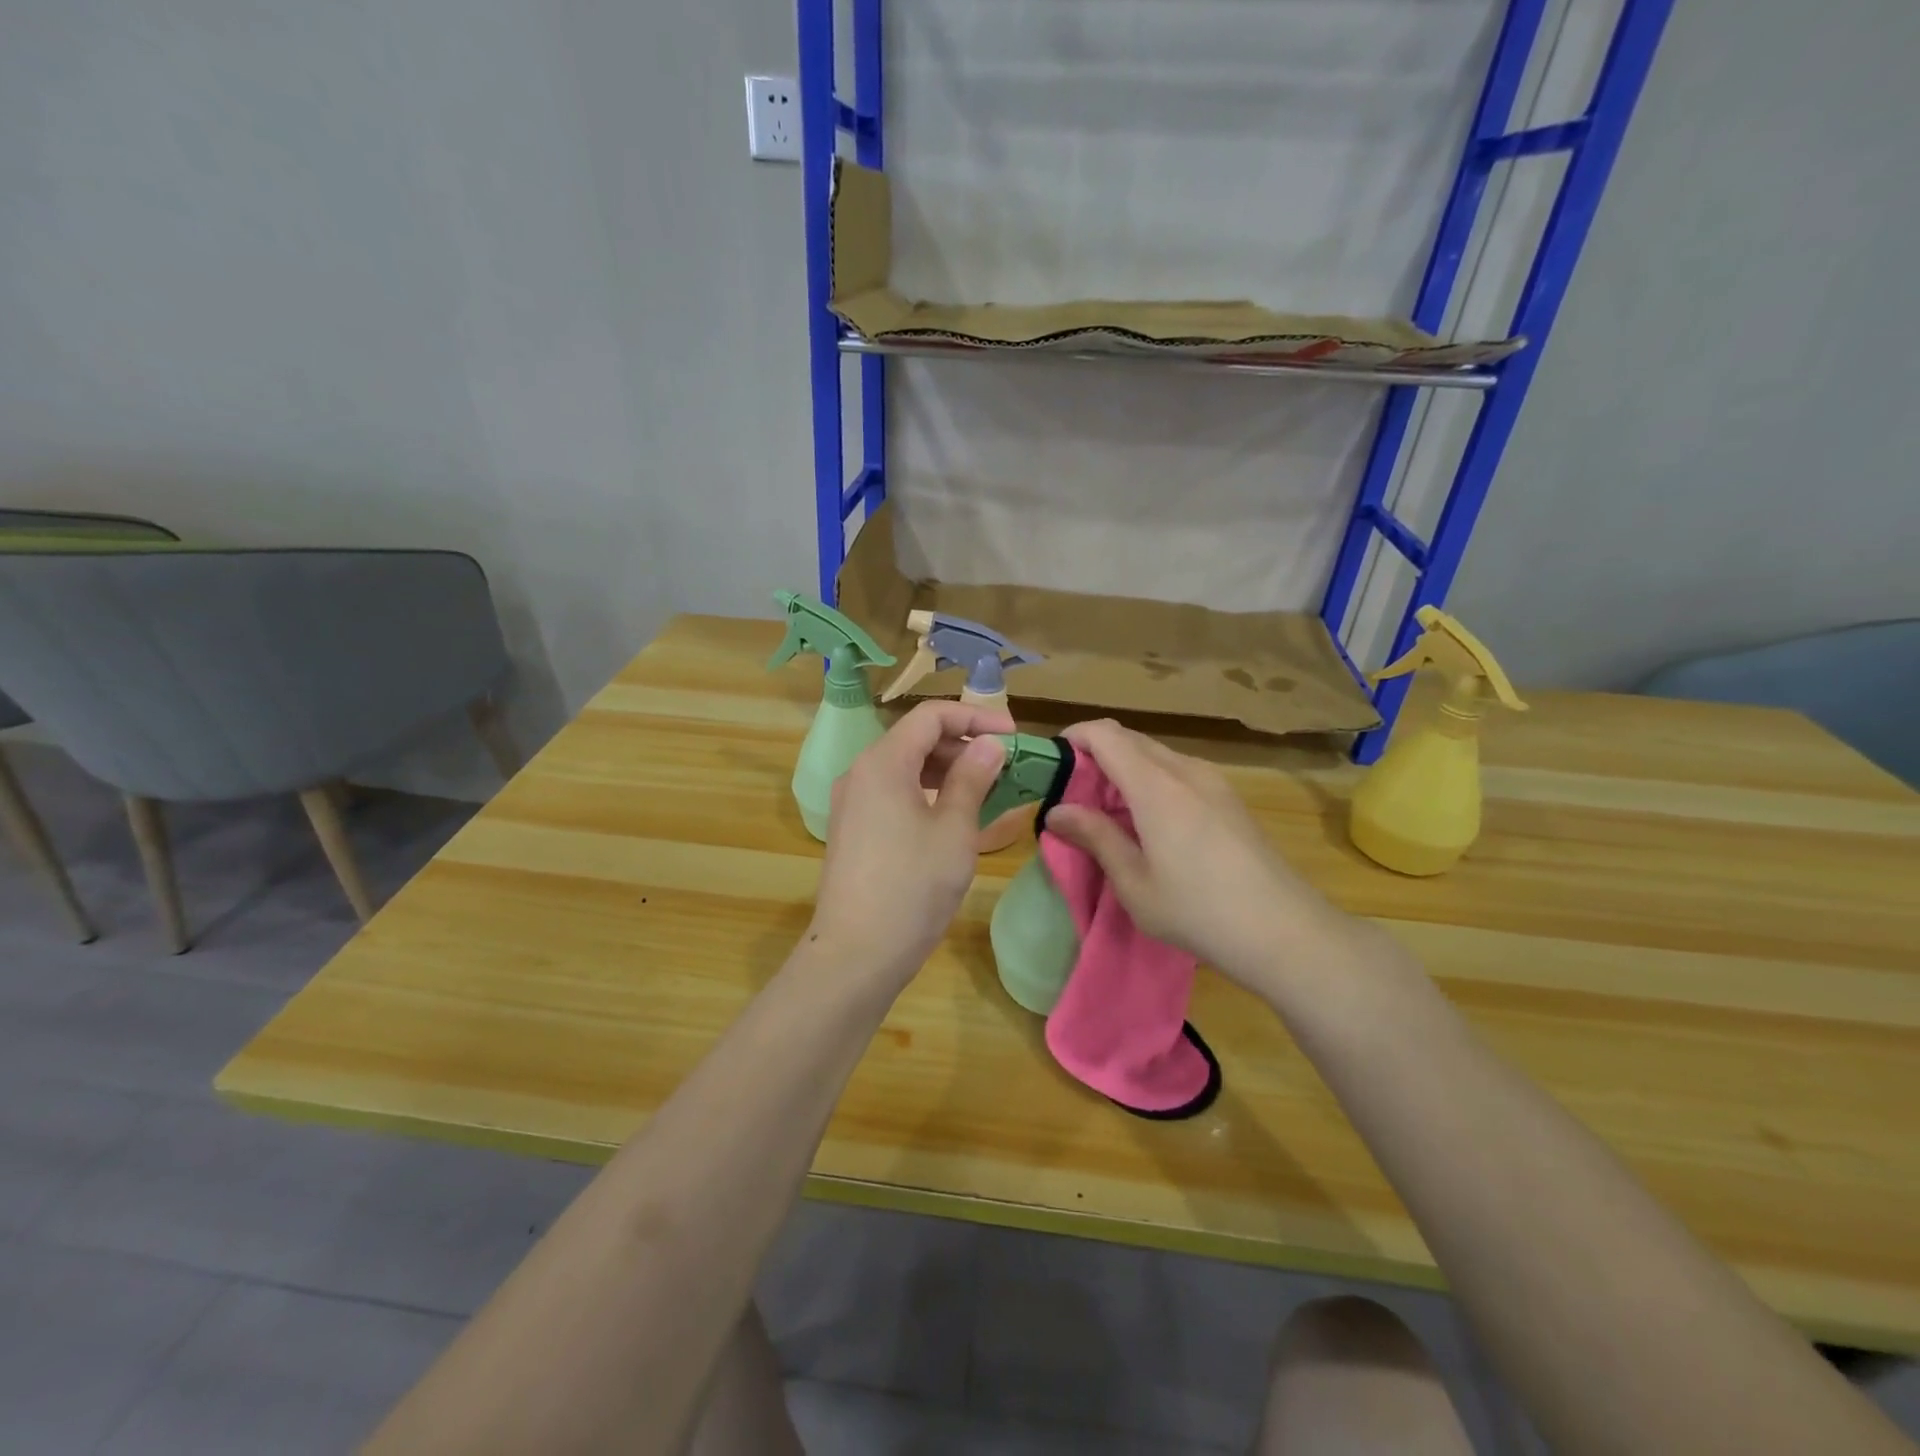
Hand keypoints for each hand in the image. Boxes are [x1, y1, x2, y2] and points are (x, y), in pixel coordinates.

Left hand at [808, 700, 1013, 986]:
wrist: (856, 955)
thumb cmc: (912, 887)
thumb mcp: (954, 830)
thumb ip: (973, 779)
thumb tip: (990, 745)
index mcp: (883, 762)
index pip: (931, 716)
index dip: (975, 717)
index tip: (1013, 734)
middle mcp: (860, 773)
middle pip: (915, 739)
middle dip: (962, 744)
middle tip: (1005, 765)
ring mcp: (852, 803)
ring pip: (904, 767)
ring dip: (946, 770)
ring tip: (986, 789)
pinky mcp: (853, 830)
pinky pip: (893, 793)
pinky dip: (927, 793)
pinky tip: (953, 816)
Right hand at [1045, 719, 1353, 990]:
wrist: (1284, 930)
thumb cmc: (1198, 911)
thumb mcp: (1135, 883)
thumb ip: (1096, 837)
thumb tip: (1057, 811)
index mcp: (1156, 786)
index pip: (1106, 735)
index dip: (1075, 738)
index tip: (1052, 764)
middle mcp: (1185, 770)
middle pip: (1130, 739)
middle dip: (1096, 755)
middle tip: (1074, 794)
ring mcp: (1213, 781)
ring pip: (1156, 754)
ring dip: (1125, 768)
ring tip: (1108, 812)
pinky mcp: (1228, 797)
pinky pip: (1178, 771)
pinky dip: (1151, 780)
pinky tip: (1148, 822)